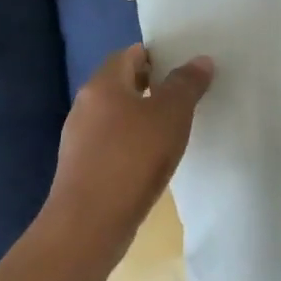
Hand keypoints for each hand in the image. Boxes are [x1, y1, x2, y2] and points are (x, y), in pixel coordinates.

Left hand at [47, 44, 214, 266]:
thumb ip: (186, 84)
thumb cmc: (132, 158)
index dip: (156, 55)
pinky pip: (112, 142)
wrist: (88, 225)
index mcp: (103, 84)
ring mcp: (80, 138)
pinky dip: (132, 142)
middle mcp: (86, 105)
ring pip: (116, 115)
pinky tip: (153, 159)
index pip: (129, 54)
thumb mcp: (171, 115)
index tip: (183, 66)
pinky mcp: (82, 168)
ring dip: (142, 116)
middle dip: (152, 86)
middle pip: (122, 83)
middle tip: (185, 94)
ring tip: (174, 127)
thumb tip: (200, 60)